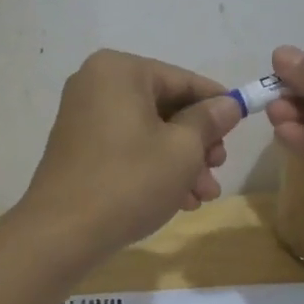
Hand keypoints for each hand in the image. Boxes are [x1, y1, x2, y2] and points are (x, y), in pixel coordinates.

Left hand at [15, 50, 241, 262]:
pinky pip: (127, 146)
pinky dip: (153, 167)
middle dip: (198, 143)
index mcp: (120, 71)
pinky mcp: (78, 147)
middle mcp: (97, 83)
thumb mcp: (182, 149)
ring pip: (148, 131)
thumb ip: (209, 120)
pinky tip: (179, 200)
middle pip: (166, 107)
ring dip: (180, 162)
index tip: (242, 125)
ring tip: (202, 196)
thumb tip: (228, 104)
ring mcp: (83, 116)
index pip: (182, 80)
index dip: (217, 104)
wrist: (61, 233)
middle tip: (218, 170)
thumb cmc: (129, 180)